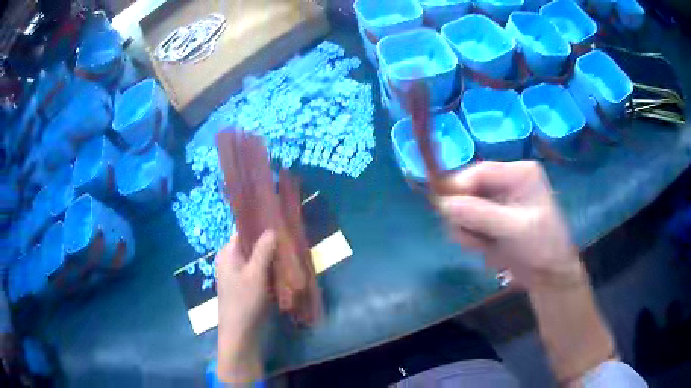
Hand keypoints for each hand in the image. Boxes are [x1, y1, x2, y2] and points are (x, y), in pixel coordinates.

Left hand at [216, 231, 275, 383]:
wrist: (240, 333)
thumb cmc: (244, 301)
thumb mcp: (255, 273)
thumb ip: (263, 250)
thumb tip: (271, 229)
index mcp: (228, 252)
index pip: (244, 230)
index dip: (261, 226)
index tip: (280, 225)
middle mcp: (230, 259)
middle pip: (251, 245)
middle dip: (269, 243)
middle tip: (289, 241)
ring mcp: (236, 273)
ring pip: (256, 258)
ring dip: (270, 257)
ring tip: (288, 254)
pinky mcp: (244, 285)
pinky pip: (257, 271)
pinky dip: (268, 269)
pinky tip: (282, 270)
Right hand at [438, 161, 581, 288]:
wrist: (549, 276)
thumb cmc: (542, 248)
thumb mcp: (514, 230)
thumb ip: (480, 215)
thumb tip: (443, 204)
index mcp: (520, 174)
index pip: (481, 172)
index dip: (460, 188)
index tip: (445, 211)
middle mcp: (507, 181)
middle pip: (469, 188)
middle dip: (465, 214)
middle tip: (471, 237)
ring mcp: (499, 200)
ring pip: (465, 206)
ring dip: (467, 228)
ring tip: (482, 245)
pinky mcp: (492, 217)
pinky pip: (468, 220)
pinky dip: (470, 235)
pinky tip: (483, 247)